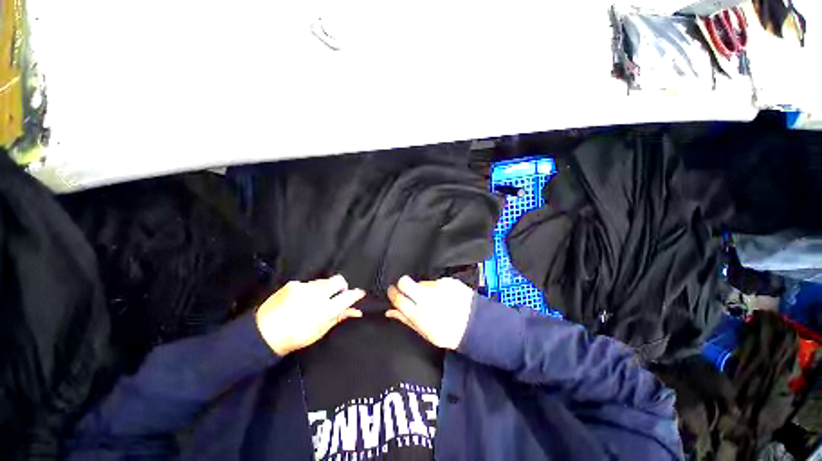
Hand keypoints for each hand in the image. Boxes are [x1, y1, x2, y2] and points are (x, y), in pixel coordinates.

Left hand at [255, 275, 365, 355]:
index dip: (356, 294)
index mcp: (324, 310)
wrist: (263, 334)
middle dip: (341, 286)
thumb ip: (339, 317)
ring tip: (315, 300)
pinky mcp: (293, 284)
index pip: (348, 297)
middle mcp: (316, 295)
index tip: (359, 293)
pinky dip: (310, 290)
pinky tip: (302, 300)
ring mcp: (304, 287)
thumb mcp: (320, 331)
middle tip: (336, 296)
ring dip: (325, 288)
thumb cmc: (295, 337)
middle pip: (338, 280)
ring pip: (324, 281)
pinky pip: (309, 283)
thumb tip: (355, 311)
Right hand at [386, 276, 474, 349]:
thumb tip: (390, 312)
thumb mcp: (424, 332)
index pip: (398, 298)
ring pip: (422, 282)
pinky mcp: (447, 280)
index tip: (392, 291)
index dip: (392, 293)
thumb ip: (406, 319)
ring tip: (434, 299)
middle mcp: (425, 297)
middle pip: (404, 281)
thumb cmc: (447, 333)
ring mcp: (437, 286)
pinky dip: (438, 288)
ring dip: (423, 289)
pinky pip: (436, 282)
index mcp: (418, 313)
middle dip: (402, 284)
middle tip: (407, 290)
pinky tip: (445, 296)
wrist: (475, 325)